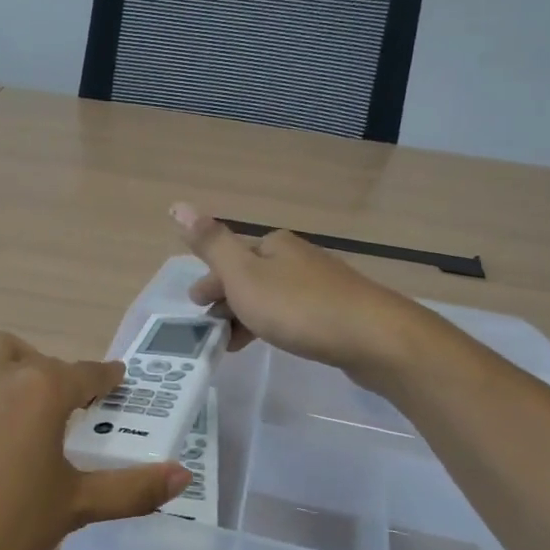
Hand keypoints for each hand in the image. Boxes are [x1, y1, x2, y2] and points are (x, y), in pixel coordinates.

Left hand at [0, 331, 188, 549]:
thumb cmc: (8, 526)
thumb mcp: (77, 506)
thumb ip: (133, 488)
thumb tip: (184, 476)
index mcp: (45, 391)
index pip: (87, 374)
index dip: (105, 378)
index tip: (116, 380)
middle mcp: (3, 373)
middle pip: (40, 361)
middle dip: (58, 378)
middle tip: (66, 411)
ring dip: (12, 362)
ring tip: (18, 391)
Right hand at [172, 202, 433, 382]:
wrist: (372, 337)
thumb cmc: (298, 307)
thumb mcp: (243, 275)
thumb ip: (211, 244)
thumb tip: (177, 205)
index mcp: (274, 245)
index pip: (231, 258)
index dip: (211, 282)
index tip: (195, 308)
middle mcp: (298, 257)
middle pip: (251, 276)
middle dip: (227, 299)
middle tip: (210, 328)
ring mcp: (322, 284)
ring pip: (272, 297)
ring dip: (248, 316)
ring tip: (234, 344)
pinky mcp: (339, 311)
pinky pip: (294, 314)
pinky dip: (274, 325)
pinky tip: (275, 341)